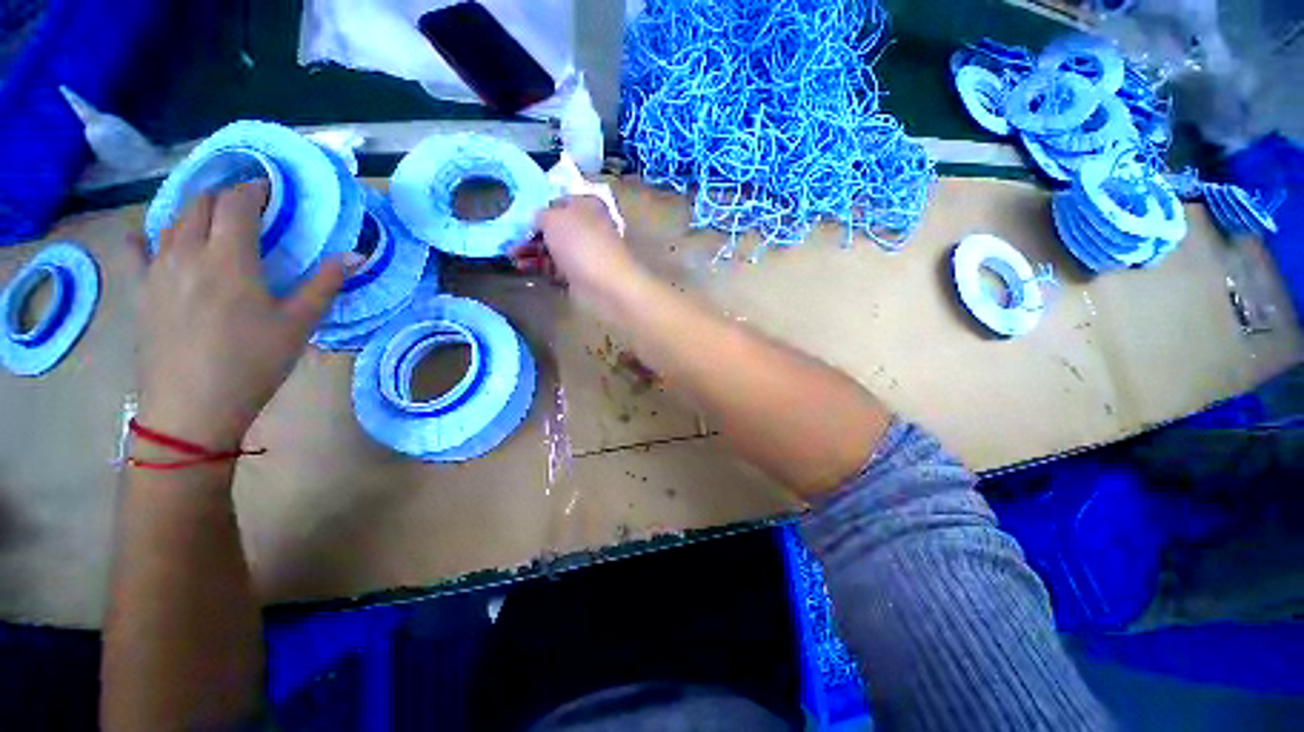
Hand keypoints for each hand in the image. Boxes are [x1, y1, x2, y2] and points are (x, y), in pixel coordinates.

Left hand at [132, 182, 346, 448]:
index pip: (237, 202)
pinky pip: (136, 250)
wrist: (192, 407)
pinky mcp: (141, 290)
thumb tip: (355, 255)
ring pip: (171, 220)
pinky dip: (148, 236)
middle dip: (226, 195)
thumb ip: (324, 284)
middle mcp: (186, 252)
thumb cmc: (253, 364)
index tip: (272, 189)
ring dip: (195, 210)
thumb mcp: (299, 325)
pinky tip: (151, 238)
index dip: (256, 189)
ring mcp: (157, 269)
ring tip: (214, 219)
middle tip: (249, 205)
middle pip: (200, 203)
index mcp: (229, 258)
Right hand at [510, 196, 644, 307]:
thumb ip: (540, 215)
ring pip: (554, 249)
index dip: (539, 208)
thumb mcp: (554, 218)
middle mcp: (587, 228)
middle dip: (531, 233)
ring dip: (531, 251)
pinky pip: (556, 269)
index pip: (559, 202)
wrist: (606, 286)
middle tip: (510, 240)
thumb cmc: (581, 244)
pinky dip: (541, 267)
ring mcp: (585, 254)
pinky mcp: (581, 276)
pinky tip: (524, 269)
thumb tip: (537, 220)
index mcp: (587, 206)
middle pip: (554, 228)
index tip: (518, 216)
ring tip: (511, 256)